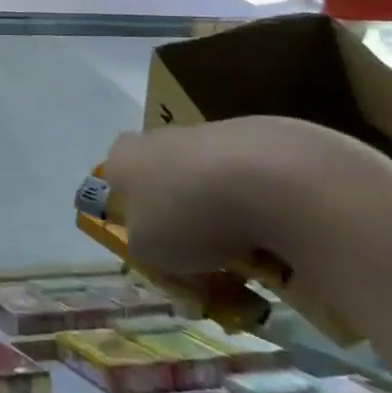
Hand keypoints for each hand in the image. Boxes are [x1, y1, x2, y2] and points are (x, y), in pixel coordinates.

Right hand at [104, 117, 391, 278]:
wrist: (267, 178)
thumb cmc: (186, 214)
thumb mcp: (147, 252)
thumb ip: (145, 248)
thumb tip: (161, 246)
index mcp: (123, 157)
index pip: (115, 182)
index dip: (132, 215)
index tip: (156, 245)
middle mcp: (159, 137)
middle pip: (164, 182)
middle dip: (182, 218)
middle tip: (203, 259)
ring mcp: (209, 133)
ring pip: (208, 183)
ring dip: (223, 217)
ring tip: (248, 257)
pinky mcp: (257, 138)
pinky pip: (250, 183)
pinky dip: (259, 209)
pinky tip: (276, 235)